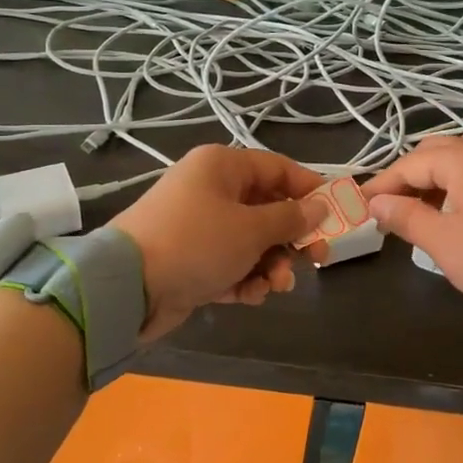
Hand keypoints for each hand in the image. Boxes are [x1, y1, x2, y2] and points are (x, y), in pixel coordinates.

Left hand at [112, 146, 321, 338]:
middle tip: (317, 260)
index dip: (311, 190)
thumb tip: (320, 207)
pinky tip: (251, 296)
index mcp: (223, 166)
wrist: (126, 288)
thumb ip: (291, 218)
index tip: (336, 216)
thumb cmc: (196, 243)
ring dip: (271, 264)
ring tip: (276, 286)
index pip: (279, 169)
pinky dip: (245, 279)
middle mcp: (211, 190)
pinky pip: (231, 264)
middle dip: (292, 238)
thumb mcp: (251, 229)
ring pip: (252, 241)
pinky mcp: (191, 260)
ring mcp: (199, 226)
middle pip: (268, 208)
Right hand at [363, 135, 462, 320]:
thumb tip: (376, 203)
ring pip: (458, 160)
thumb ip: (406, 217)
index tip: (360, 205)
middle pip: (434, 152)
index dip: (382, 184)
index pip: (410, 164)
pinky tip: (450, 210)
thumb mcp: (443, 242)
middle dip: (406, 176)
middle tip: (388, 205)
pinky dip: (456, 184)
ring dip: (432, 179)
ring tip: (415, 209)